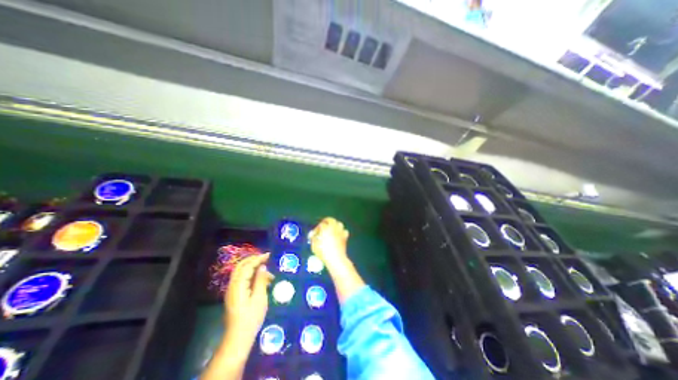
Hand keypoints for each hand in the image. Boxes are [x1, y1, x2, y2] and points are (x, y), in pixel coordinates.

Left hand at [224, 254, 273, 345]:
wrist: (238, 338)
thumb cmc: (251, 317)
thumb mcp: (260, 297)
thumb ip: (260, 280)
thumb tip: (262, 267)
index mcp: (238, 285)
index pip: (248, 266)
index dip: (258, 259)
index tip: (269, 255)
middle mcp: (232, 285)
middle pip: (241, 266)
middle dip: (253, 260)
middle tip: (266, 258)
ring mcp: (232, 291)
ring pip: (241, 273)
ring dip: (253, 268)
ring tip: (268, 273)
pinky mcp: (234, 295)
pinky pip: (242, 279)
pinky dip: (251, 275)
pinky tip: (261, 281)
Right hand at [309, 218, 348, 268]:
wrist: (336, 259)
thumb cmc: (323, 252)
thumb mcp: (314, 246)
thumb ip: (313, 239)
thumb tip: (313, 235)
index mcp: (326, 229)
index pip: (321, 225)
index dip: (317, 228)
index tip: (314, 234)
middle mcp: (334, 228)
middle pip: (331, 220)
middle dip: (326, 221)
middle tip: (323, 224)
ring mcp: (340, 232)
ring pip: (339, 223)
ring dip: (335, 224)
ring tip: (331, 228)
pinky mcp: (345, 237)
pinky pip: (344, 231)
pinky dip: (341, 231)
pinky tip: (338, 235)